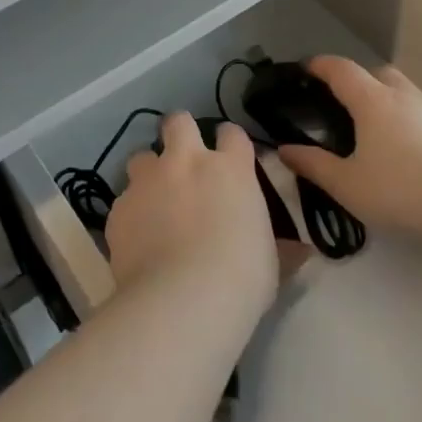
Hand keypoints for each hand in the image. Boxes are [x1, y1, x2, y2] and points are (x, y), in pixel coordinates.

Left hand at [105, 114, 276, 310]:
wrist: (183, 299)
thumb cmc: (241, 279)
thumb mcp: (271, 263)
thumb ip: (279, 247)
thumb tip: (302, 252)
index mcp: (229, 169)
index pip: (232, 133)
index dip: (229, 142)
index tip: (229, 158)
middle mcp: (185, 162)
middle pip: (178, 122)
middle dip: (179, 133)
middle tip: (182, 160)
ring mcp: (148, 182)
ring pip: (141, 158)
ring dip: (148, 174)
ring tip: (154, 202)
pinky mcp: (119, 208)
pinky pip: (124, 202)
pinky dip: (131, 215)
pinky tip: (138, 240)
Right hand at [274, 57, 421, 239]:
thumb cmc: (399, 188)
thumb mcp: (346, 184)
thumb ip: (313, 165)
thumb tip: (285, 150)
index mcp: (371, 100)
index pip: (340, 69)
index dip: (320, 65)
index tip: (305, 69)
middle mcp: (400, 96)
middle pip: (375, 73)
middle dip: (356, 80)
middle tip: (341, 103)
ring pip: (400, 92)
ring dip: (382, 99)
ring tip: (370, 128)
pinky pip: (417, 113)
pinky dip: (402, 119)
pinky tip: (399, 148)